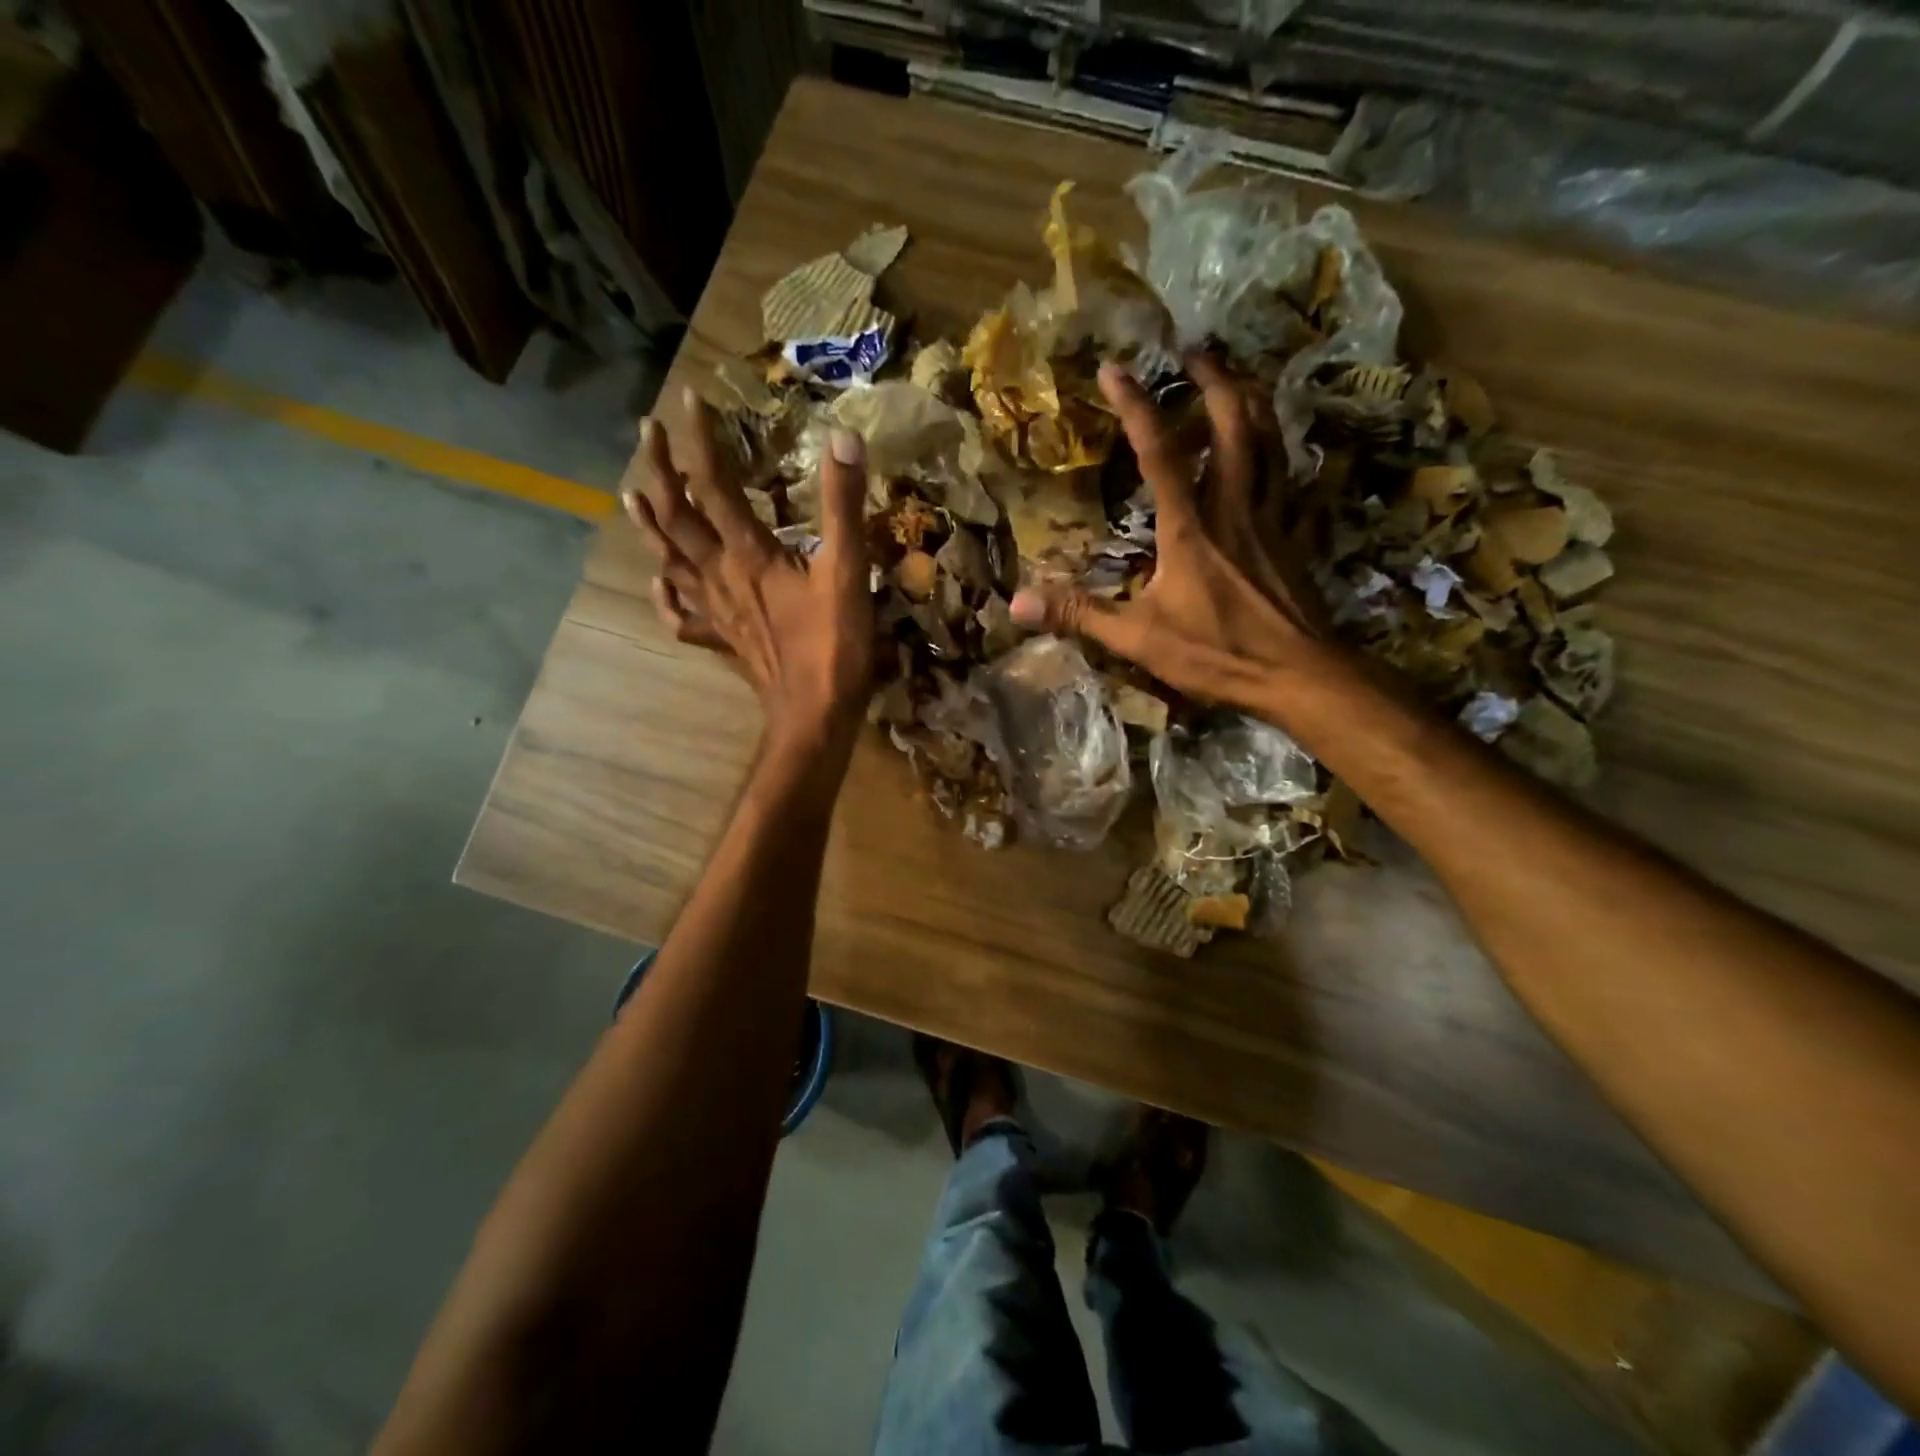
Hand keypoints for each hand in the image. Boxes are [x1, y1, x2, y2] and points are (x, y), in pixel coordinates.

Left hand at [622, 387, 874, 755]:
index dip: (702, 440)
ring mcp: (716, 611)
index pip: (715, 485)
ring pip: (671, 561)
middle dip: (659, 471)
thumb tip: (842, 437)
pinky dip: (668, 597)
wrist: (814, 718)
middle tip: (646, 433)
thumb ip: (843, 505)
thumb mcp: (847, 572)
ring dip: (649, 526)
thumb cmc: (833, 648)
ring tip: (631, 495)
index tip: (690, 399)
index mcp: (747, 554)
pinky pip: (683, 617)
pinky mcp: (723, 641)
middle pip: (676, 517)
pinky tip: (661, 584)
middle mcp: (719, 576)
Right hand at [1010, 355, 1327, 708]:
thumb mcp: (1138, 639)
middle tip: (1194, 352)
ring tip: (1237, 379)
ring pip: (1271, 443)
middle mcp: (1234, 508)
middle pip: (1234, 426)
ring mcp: (1272, 519)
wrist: (1297, 675)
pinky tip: (1277, 449)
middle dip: (1214, 381)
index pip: (1161, 453)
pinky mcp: (1294, 537)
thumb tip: (1017, 602)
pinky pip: (1292, 479)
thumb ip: (1080, 614)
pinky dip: (1283, 452)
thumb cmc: (1216, 654)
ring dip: (1253, 403)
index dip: (1137, 406)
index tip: (1115, 367)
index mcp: (1191, 528)